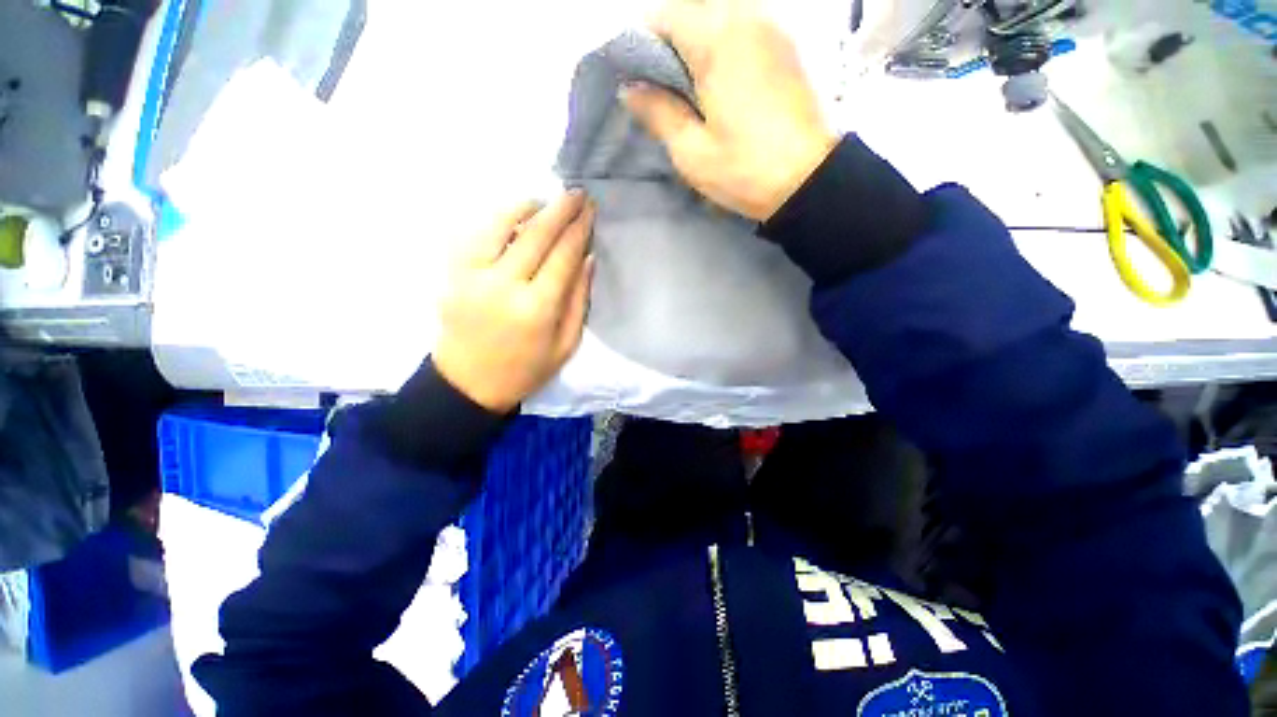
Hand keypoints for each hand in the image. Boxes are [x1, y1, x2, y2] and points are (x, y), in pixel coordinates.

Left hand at [433, 191, 594, 413]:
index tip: (590, 211)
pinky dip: (495, 220)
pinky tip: (511, 218)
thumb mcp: (566, 344)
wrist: (469, 384)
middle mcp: (503, 286)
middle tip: (575, 193)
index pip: (563, 256)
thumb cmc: (526, 370)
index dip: (579, 230)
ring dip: (525, 207)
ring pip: (500, 226)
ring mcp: (472, 276)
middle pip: (536, 235)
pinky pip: (474, 235)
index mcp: (537, 309)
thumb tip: (587, 258)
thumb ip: (578, 300)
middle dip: (559, 209)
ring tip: (542, 201)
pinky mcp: (452, 275)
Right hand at [621, 0, 837, 221]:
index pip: (664, 15)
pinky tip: (720, 82)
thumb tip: (630, 89)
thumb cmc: (744, 169)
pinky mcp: (786, 45)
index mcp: (717, 39)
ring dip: (697, 43)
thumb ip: (658, 112)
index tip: (640, 79)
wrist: (807, 180)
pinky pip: (743, 28)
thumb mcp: (690, 150)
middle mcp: (746, 17)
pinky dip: (723, 45)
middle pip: (692, 9)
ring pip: (719, 16)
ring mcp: (771, 28)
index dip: (643, 43)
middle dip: (670, 41)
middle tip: (664, 88)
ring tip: (691, 88)